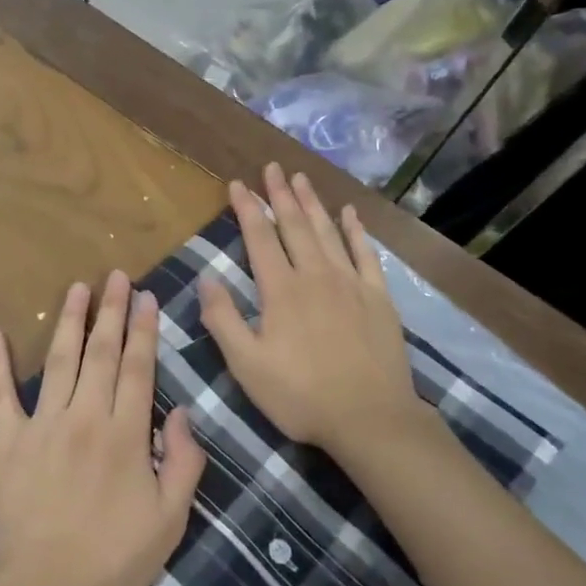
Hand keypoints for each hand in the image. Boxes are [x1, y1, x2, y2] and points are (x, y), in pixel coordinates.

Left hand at [0, 271, 206, 585]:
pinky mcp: (7, 443)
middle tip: (117, 276)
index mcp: (126, 433)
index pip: (138, 367)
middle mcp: (85, 416)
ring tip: (78, 288)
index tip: (147, 297)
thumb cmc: (112, 562)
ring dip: (70, 322)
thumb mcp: (170, 521)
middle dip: (112, 311)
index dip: (144, 329)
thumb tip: (183, 413)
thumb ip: (184, 462)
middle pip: (101, 352)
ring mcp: (42, 426)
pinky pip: (0, 396)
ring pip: (59, 361)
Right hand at [199, 165, 425, 457]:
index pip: (260, 238)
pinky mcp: (378, 297)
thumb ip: (223, 319)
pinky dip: (355, 231)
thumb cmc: (301, 395)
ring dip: (312, 203)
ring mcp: (351, 283)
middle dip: (280, 194)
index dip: (247, 209)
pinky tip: (349, 214)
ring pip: (327, 232)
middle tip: (272, 167)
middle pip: (295, 225)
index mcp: (281, 290)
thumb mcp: (247, 365)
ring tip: (301, 178)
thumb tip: (206, 277)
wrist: (370, 418)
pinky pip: (366, 254)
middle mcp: (315, 275)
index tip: (237, 184)